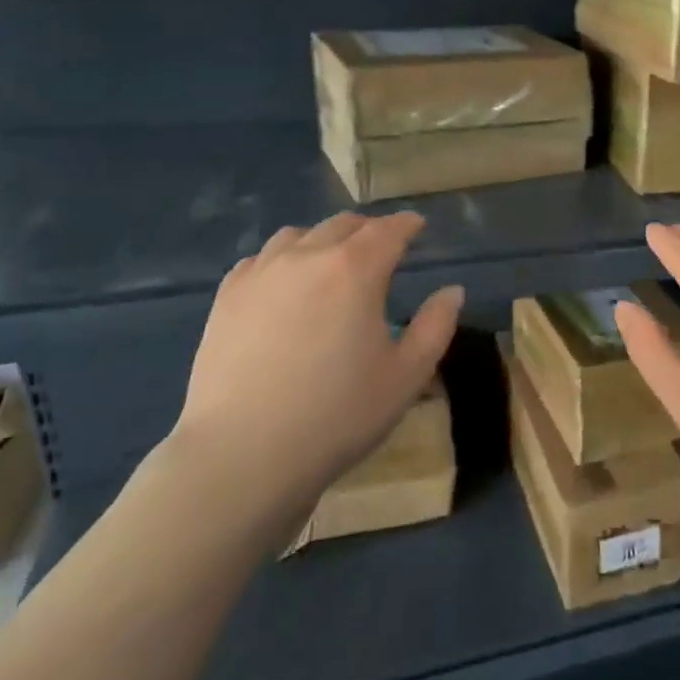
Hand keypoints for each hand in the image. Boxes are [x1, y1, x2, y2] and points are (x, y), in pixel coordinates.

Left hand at [170, 211, 462, 535]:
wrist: (243, 454)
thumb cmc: (337, 415)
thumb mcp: (406, 376)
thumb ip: (435, 326)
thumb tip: (452, 291)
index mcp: (356, 270)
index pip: (388, 230)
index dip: (407, 224)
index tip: (418, 226)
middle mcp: (307, 257)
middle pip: (343, 225)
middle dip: (369, 229)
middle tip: (383, 246)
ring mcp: (261, 274)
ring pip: (298, 235)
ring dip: (324, 239)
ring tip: (332, 261)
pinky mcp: (227, 298)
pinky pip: (260, 260)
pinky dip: (283, 259)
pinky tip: (285, 283)